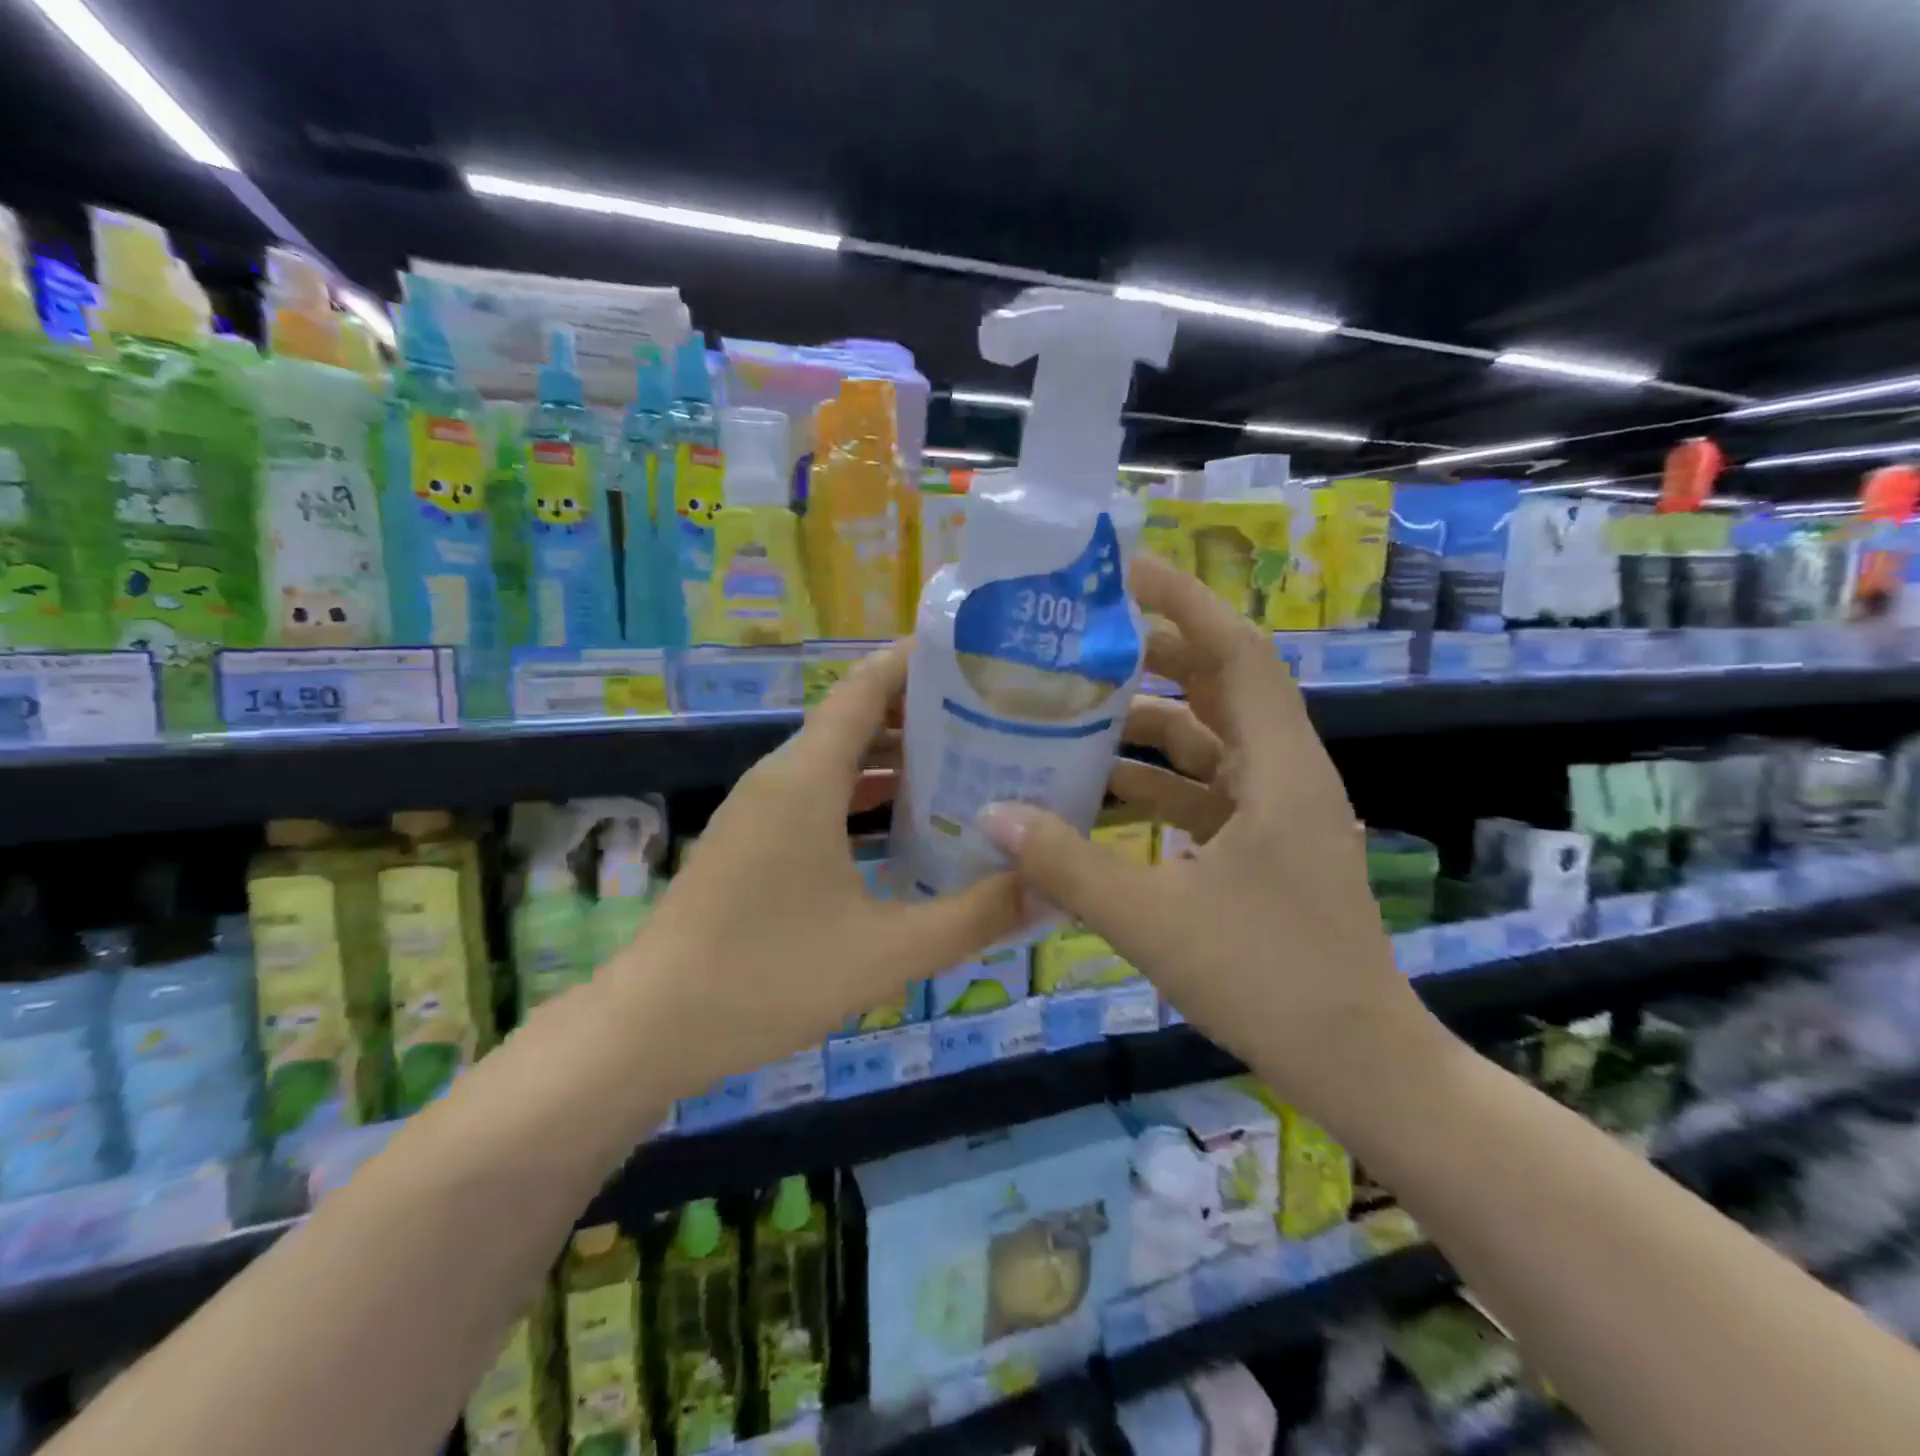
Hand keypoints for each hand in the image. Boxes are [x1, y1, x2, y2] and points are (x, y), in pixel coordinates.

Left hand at [625, 643, 1024, 1081]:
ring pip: (837, 759)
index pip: (866, 687)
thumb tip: (1046, 888)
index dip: (915, 661)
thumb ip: (972, 918)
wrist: (651, 1028)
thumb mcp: (886, 952)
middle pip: (856, 718)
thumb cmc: (768, 977)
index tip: (975, 657)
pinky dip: (864, 794)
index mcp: (806, 778)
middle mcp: (780, 777)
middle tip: (994, 719)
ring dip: (895, 757)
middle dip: (922, 712)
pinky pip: (818, 794)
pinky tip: (907, 825)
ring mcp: (760, 809)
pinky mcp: (752, 840)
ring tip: (966, 764)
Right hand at [977, 556, 1438, 1120]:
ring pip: (1207, 741)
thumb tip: (992, 813)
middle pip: (1219, 686)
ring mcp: (1276, 811)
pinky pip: (1203, 790)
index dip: (1186, 603)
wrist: (1358, 1063)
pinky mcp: (1263, 845)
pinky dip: (1156, 782)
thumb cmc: (1269, 980)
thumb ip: (1068, 866)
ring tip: (1075, 711)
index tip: (1126, 572)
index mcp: (1279, 769)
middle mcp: (1284, 774)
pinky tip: (1100, 792)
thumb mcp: (1155, 921)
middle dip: (1154, 655)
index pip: (1237, 653)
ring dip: (1147, 723)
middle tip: (1082, 640)